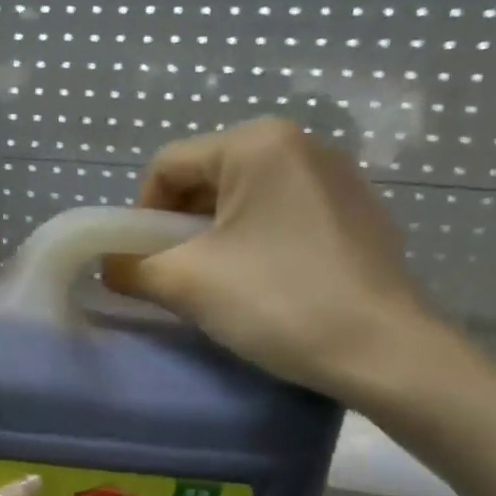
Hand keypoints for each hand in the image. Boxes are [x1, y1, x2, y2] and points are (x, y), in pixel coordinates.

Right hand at [109, 118, 445, 405]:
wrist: (385, 352)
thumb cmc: (279, 301)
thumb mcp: (187, 282)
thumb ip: (132, 267)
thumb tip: (110, 266)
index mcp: (257, 144)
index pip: (168, 165)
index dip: (141, 214)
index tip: (144, 263)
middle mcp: (301, 145)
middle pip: (208, 178)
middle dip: (180, 227)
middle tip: (177, 277)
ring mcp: (337, 178)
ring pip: (246, 200)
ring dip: (216, 238)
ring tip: (219, 286)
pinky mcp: (358, 214)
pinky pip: (284, 216)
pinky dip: (258, 243)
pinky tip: (267, 286)